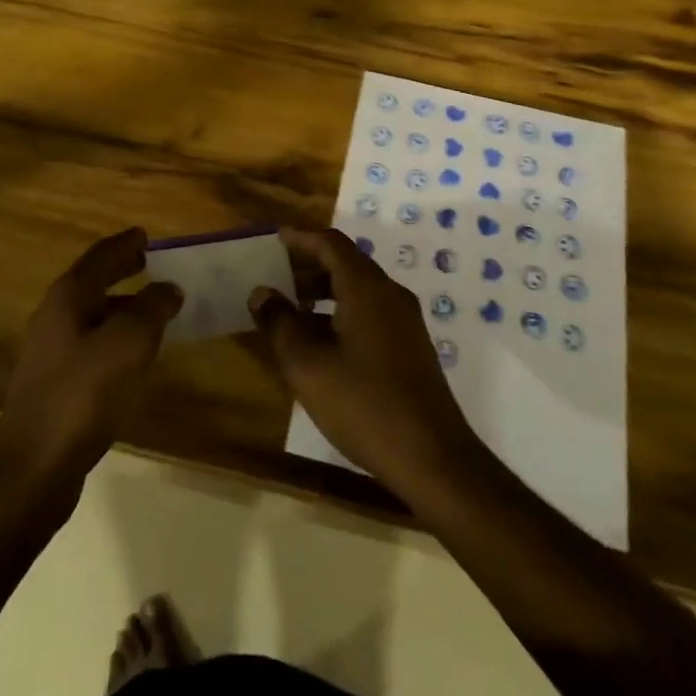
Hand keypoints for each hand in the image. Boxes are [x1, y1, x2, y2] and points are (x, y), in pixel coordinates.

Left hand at [0, 228, 181, 487]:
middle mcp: (55, 316)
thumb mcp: (129, 343)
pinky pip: (92, 344)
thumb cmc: (83, 393)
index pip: (100, 256)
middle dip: (121, 271)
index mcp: (69, 297)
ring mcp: (51, 352)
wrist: (34, 466)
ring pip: (92, 315)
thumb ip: (152, 309)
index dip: (125, 244)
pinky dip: (115, 337)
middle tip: (150, 263)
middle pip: (93, 282)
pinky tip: (134, 354)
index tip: (146, 235)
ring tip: (153, 309)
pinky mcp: (55, 383)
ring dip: (122, 306)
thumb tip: (169, 288)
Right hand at [249, 227, 483, 498]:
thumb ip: (280, 323)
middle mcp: (390, 295)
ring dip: (323, 291)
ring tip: (289, 308)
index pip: (331, 244)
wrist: (433, 458)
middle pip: (346, 262)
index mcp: (367, 289)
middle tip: (274, 273)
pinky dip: (340, 311)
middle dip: (309, 264)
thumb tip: (262, 292)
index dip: (300, 238)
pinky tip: (319, 341)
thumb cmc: (365, 405)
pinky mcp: (409, 347)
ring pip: (358, 289)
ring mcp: (405, 322)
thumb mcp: (308, 366)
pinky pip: (369, 311)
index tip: (273, 238)